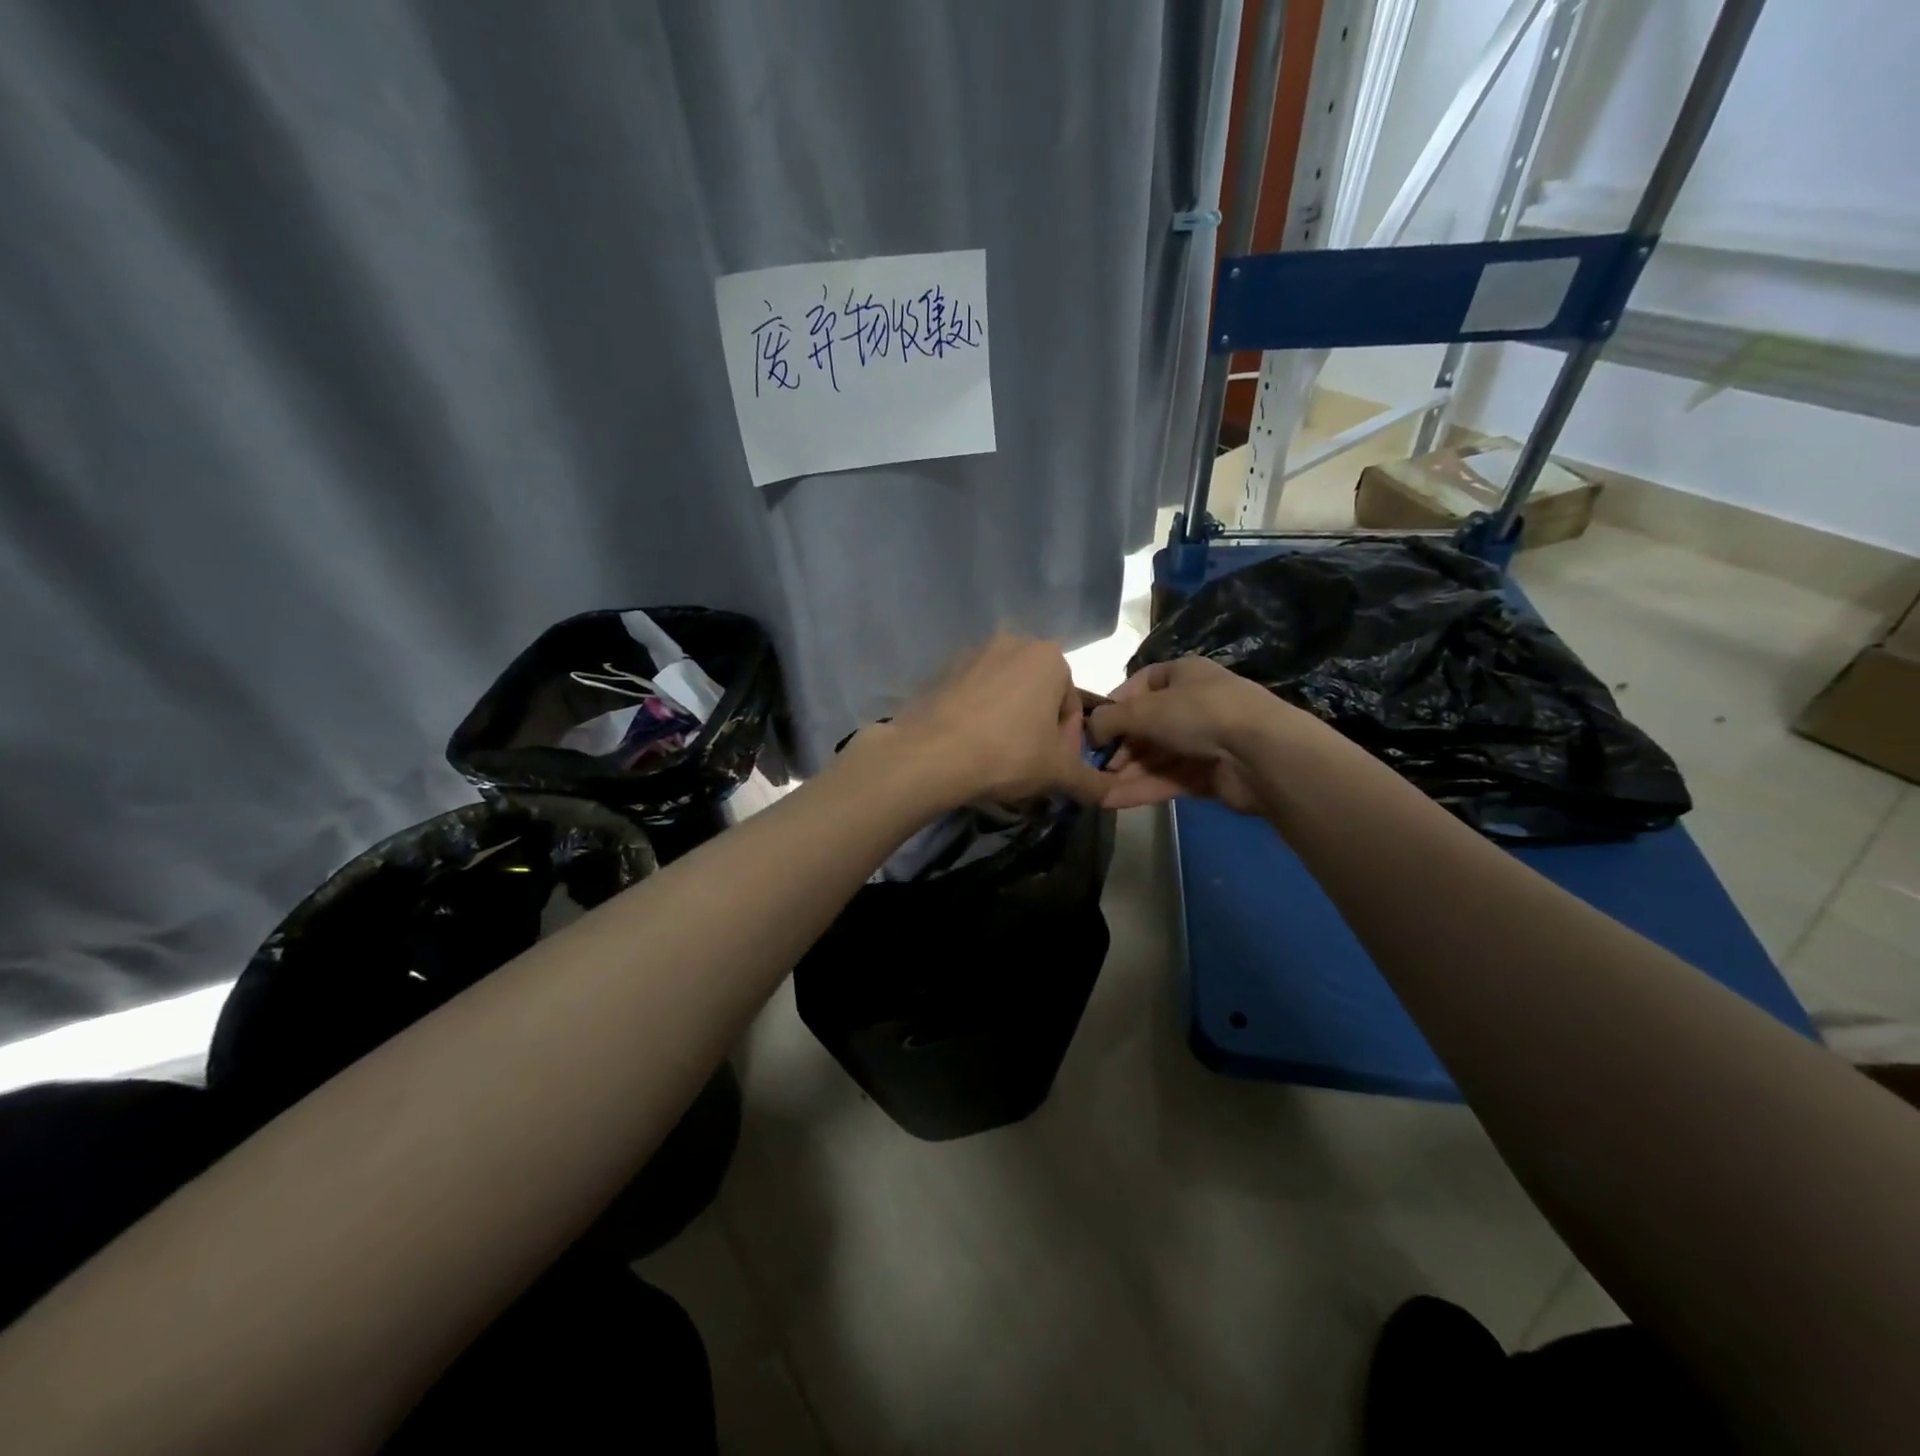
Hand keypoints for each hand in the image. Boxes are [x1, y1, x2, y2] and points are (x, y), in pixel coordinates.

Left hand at [880, 633, 1111, 807]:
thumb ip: (1091, 780)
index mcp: (1049, 656)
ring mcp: (973, 654)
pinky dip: (979, 718)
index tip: (1055, 769)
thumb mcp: (1058, 772)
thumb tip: (1114, 794)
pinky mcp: (943, 670)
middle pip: (1039, 696)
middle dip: (1039, 730)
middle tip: (1029, 767)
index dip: (1068, 743)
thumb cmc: (1008, 754)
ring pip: (1006, 695)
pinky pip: (974, 696)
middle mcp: (1013, 643)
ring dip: (1010, 723)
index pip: (1071, 705)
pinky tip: (970, 748)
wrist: (930, 755)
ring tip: (998, 760)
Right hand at [1087, 655, 1304, 813]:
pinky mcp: (1209, 775)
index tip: (1094, 728)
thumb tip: (1090, 729)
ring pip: (1155, 757)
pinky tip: (1112, 801)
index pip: (1141, 685)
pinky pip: (1168, 779)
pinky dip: (1141, 789)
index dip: (1115, 706)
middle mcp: (1194, 704)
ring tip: (1095, 790)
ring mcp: (1203, 741)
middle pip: (1146, 726)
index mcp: (1183, 675)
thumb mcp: (1145, 709)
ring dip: (1125, 773)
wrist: (1262, 754)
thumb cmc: (1200, 714)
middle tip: (1093, 766)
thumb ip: (1110, 719)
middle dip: (1119, 747)